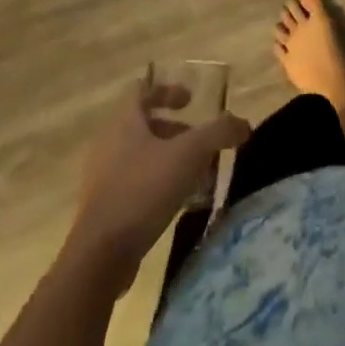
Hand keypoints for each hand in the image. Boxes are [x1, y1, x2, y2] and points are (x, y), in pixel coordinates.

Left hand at [68, 74, 249, 282]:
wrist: (100, 256)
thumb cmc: (144, 189)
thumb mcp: (190, 154)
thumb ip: (219, 132)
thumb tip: (244, 124)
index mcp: (124, 121)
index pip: (144, 89)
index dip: (168, 90)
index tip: (191, 101)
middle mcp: (109, 142)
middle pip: (144, 124)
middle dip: (175, 131)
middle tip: (199, 144)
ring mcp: (102, 177)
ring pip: (140, 156)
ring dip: (168, 160)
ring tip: (194, 176)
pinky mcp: (102, 208)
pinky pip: (133, 184)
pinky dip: (156, 185)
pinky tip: (176, 203)